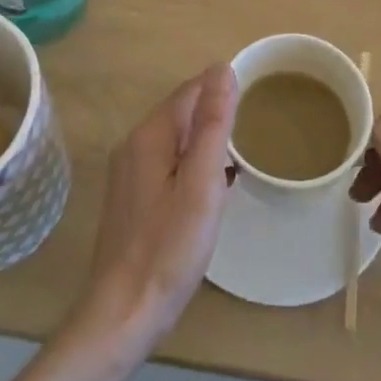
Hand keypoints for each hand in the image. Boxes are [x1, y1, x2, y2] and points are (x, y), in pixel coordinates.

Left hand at [76, 64, 236, 357]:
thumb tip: (222, 68)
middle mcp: (134, 145)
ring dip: (205, 142)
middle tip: (253, 131)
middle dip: (215, 115)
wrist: (124, 313)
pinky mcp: (132, 198)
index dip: (222, 90)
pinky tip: (211, 187)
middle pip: (181, 113)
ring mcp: (130, 173)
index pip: (191, 91)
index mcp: (151, 134)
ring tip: (239, 158)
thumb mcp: (202, 183)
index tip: (256, 101)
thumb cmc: (169, 247)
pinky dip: (192, 165)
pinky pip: (168, 164)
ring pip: (175, 140)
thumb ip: (213, 124)